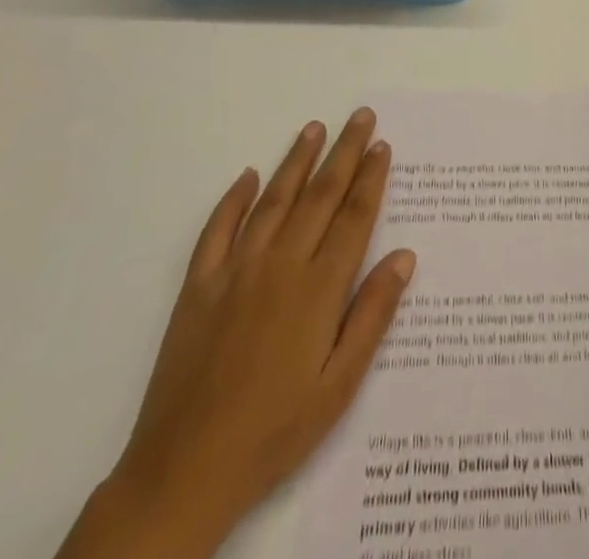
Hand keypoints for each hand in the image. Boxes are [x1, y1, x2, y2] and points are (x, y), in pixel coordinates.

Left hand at [58, 110, 415, 558]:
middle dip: (344, 153)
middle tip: (360, 116)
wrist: (184, 471)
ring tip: (315, 128)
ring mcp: (235, 271)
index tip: (382, 145)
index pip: (353, 218)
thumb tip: (404, 256)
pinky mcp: (198, 287)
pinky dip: (234, 199)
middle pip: (319, 196)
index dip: (371, 178)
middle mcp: (280, 266)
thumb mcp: (339, 387)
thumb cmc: (274, 432)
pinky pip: (217, 230)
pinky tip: (248, 176)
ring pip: (273, 201)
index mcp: (318, 290)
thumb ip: (372, 316)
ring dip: (296, 161)